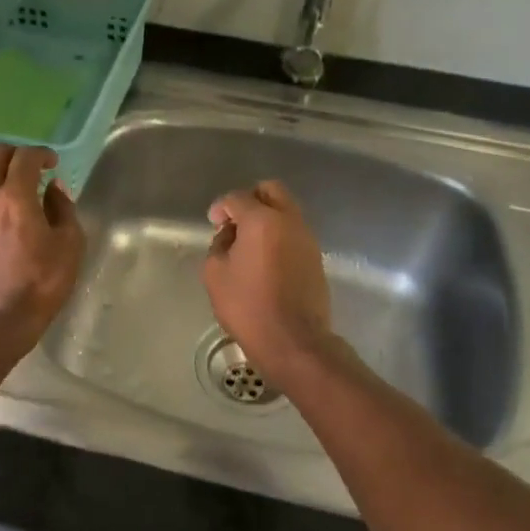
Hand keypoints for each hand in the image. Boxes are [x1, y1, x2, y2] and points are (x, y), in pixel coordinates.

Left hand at [0, 145, 83, 354]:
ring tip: (7, 184)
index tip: (52, 163)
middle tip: (30, 167)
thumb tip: (53, 188)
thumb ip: (63, 209)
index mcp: (17, 198)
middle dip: (15, 155)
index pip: (25, 158)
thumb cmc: (42, 284)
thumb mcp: (70, 246)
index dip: (41, 154)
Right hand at [202, 180, 333, 380]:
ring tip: (249, 244)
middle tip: (235, 222)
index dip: (221, 208)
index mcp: (262, 220)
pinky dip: (278, 234)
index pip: (237, 198)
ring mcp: (307, 238)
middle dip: (250, 199)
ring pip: (286, 210)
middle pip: (271, 190)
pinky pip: (294, 231)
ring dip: (267, 217)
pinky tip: (265, 258)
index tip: (213, 224)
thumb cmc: (248, 306)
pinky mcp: (315, 256)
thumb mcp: (215, 274)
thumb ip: (219, 245)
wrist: (293, 340)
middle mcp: (289, 220)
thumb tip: (230, 235)